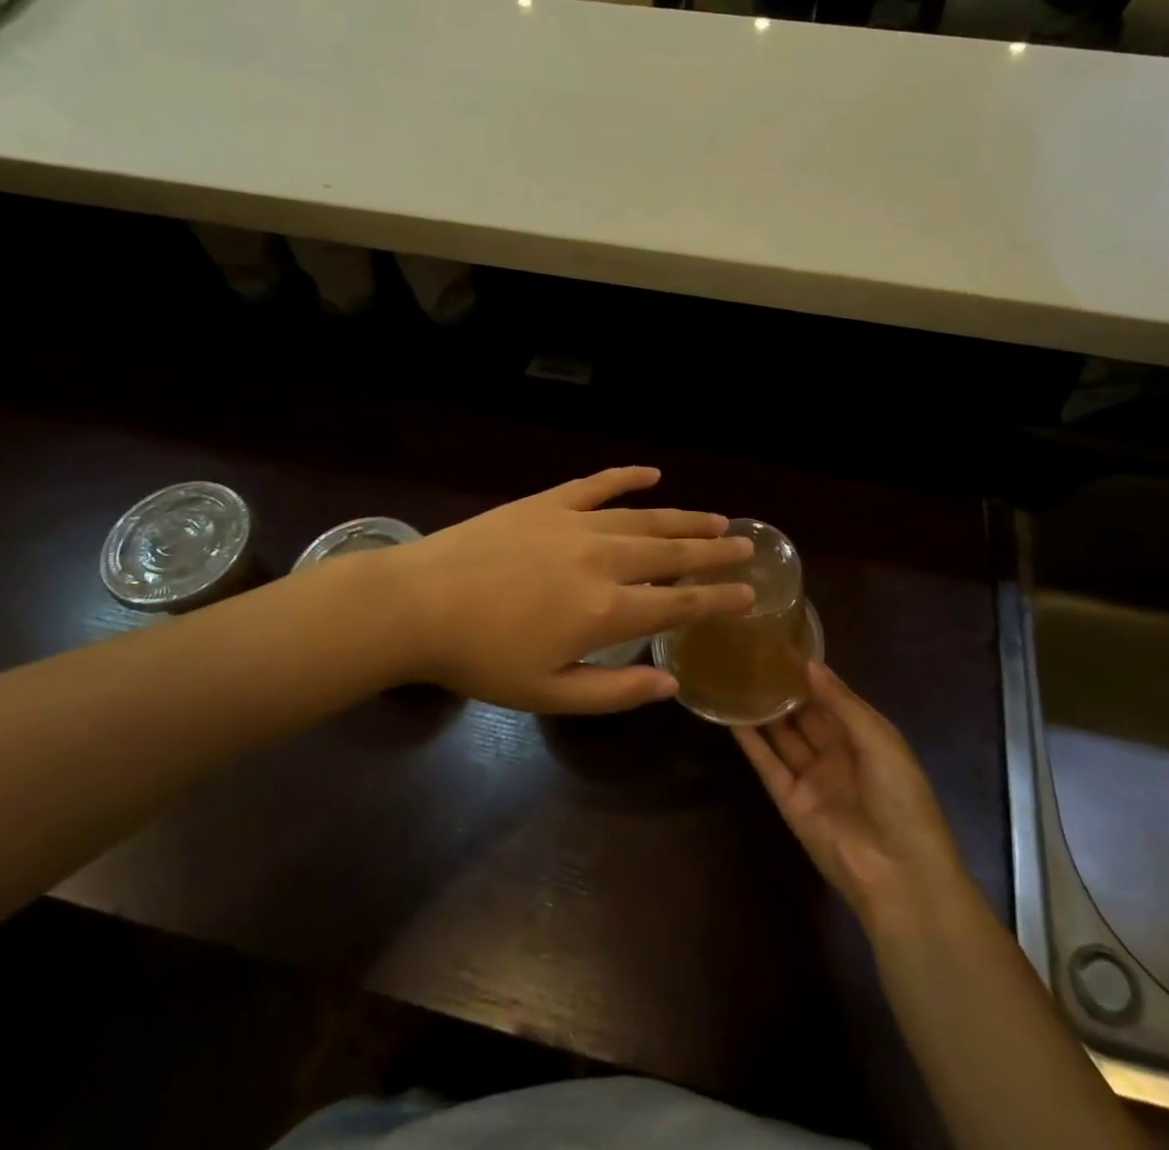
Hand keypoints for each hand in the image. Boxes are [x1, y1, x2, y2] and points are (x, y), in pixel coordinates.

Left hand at [388, 467, 754, 713]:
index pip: (678, 604)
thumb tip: (671, 683)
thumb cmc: (481, 658)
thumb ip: (615, 693)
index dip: (718, 599)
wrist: (419, 605)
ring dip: (683, 520)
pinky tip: (651, 472)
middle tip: (745, 546)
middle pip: (672, 555)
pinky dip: (626, 476)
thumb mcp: (548, 695)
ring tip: (715, 519)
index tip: (750, 593)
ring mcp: (575, 524)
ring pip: (645, 518)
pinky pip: (596, 484)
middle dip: (714, 552)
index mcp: (605, 611)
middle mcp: (603, 560)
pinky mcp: (547, 503)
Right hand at [737, 660, 965, 931]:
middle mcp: (837, 754)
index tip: (782, 645)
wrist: (898, 874)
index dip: (810, 675)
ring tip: (736, 678)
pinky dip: (750, 742)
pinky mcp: (790, 801)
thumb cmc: (901, 797)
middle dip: (783, 689)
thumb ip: (840, 702)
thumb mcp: (878, 740)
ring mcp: (812, 778)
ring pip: (782, 736)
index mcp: (866, 737)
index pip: (833, 698)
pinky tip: (731, 716)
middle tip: (751, 656)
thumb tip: (808, 664)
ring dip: (763, 711)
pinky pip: (767, 765)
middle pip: (804, 715)